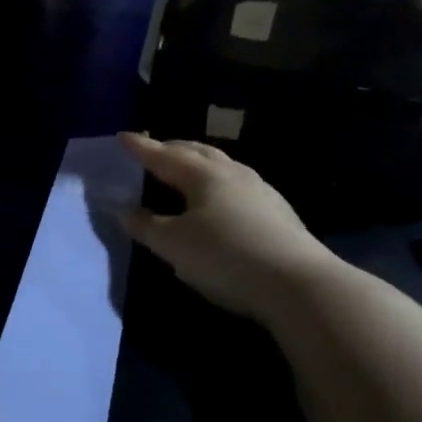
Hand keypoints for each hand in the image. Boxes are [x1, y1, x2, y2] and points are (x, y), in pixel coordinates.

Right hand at [119, 133, 333, 318]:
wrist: (298, 284)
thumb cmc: (225, 257)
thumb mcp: (174, 246)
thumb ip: (146, 226)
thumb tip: (125, 211)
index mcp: (203, 175)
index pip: (164, 156)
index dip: (142, 148)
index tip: (123, 136)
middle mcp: (232, 173)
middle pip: (197, 151)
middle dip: (172, 148)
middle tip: (154, 149)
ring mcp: (261, 191)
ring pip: (222, 165)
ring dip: (199, 163)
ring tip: (185, 170)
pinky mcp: (278, 212)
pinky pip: (238, 185)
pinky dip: (218, 183)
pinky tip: (219, 200)